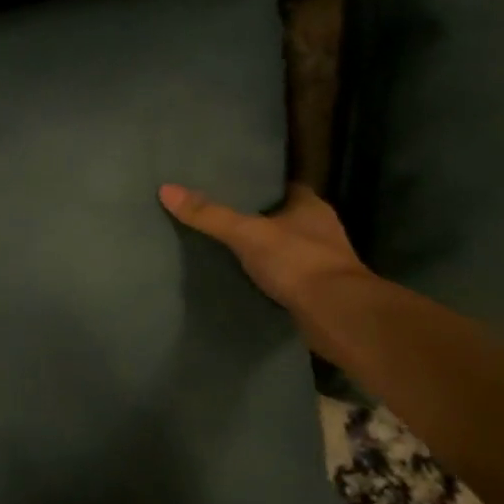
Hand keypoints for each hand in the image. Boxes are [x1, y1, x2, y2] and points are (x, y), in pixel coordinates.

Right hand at [158, 182, 366, 310]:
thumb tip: (166, 189)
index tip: (233, 187)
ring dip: (264, 250)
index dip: (261, 186)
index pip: (284, 187)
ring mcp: (322, 262)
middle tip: (221, 216)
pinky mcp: (317, 291)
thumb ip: (209, 215)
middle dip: (258, 219)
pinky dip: (269, 277)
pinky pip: (286, 276)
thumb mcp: (246, 233)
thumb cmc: (298, 262)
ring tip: (226, 248)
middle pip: (284, 217)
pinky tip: (244, 279)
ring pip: (286, 248)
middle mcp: (321, 230)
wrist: (337, 316)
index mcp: (311, 206)